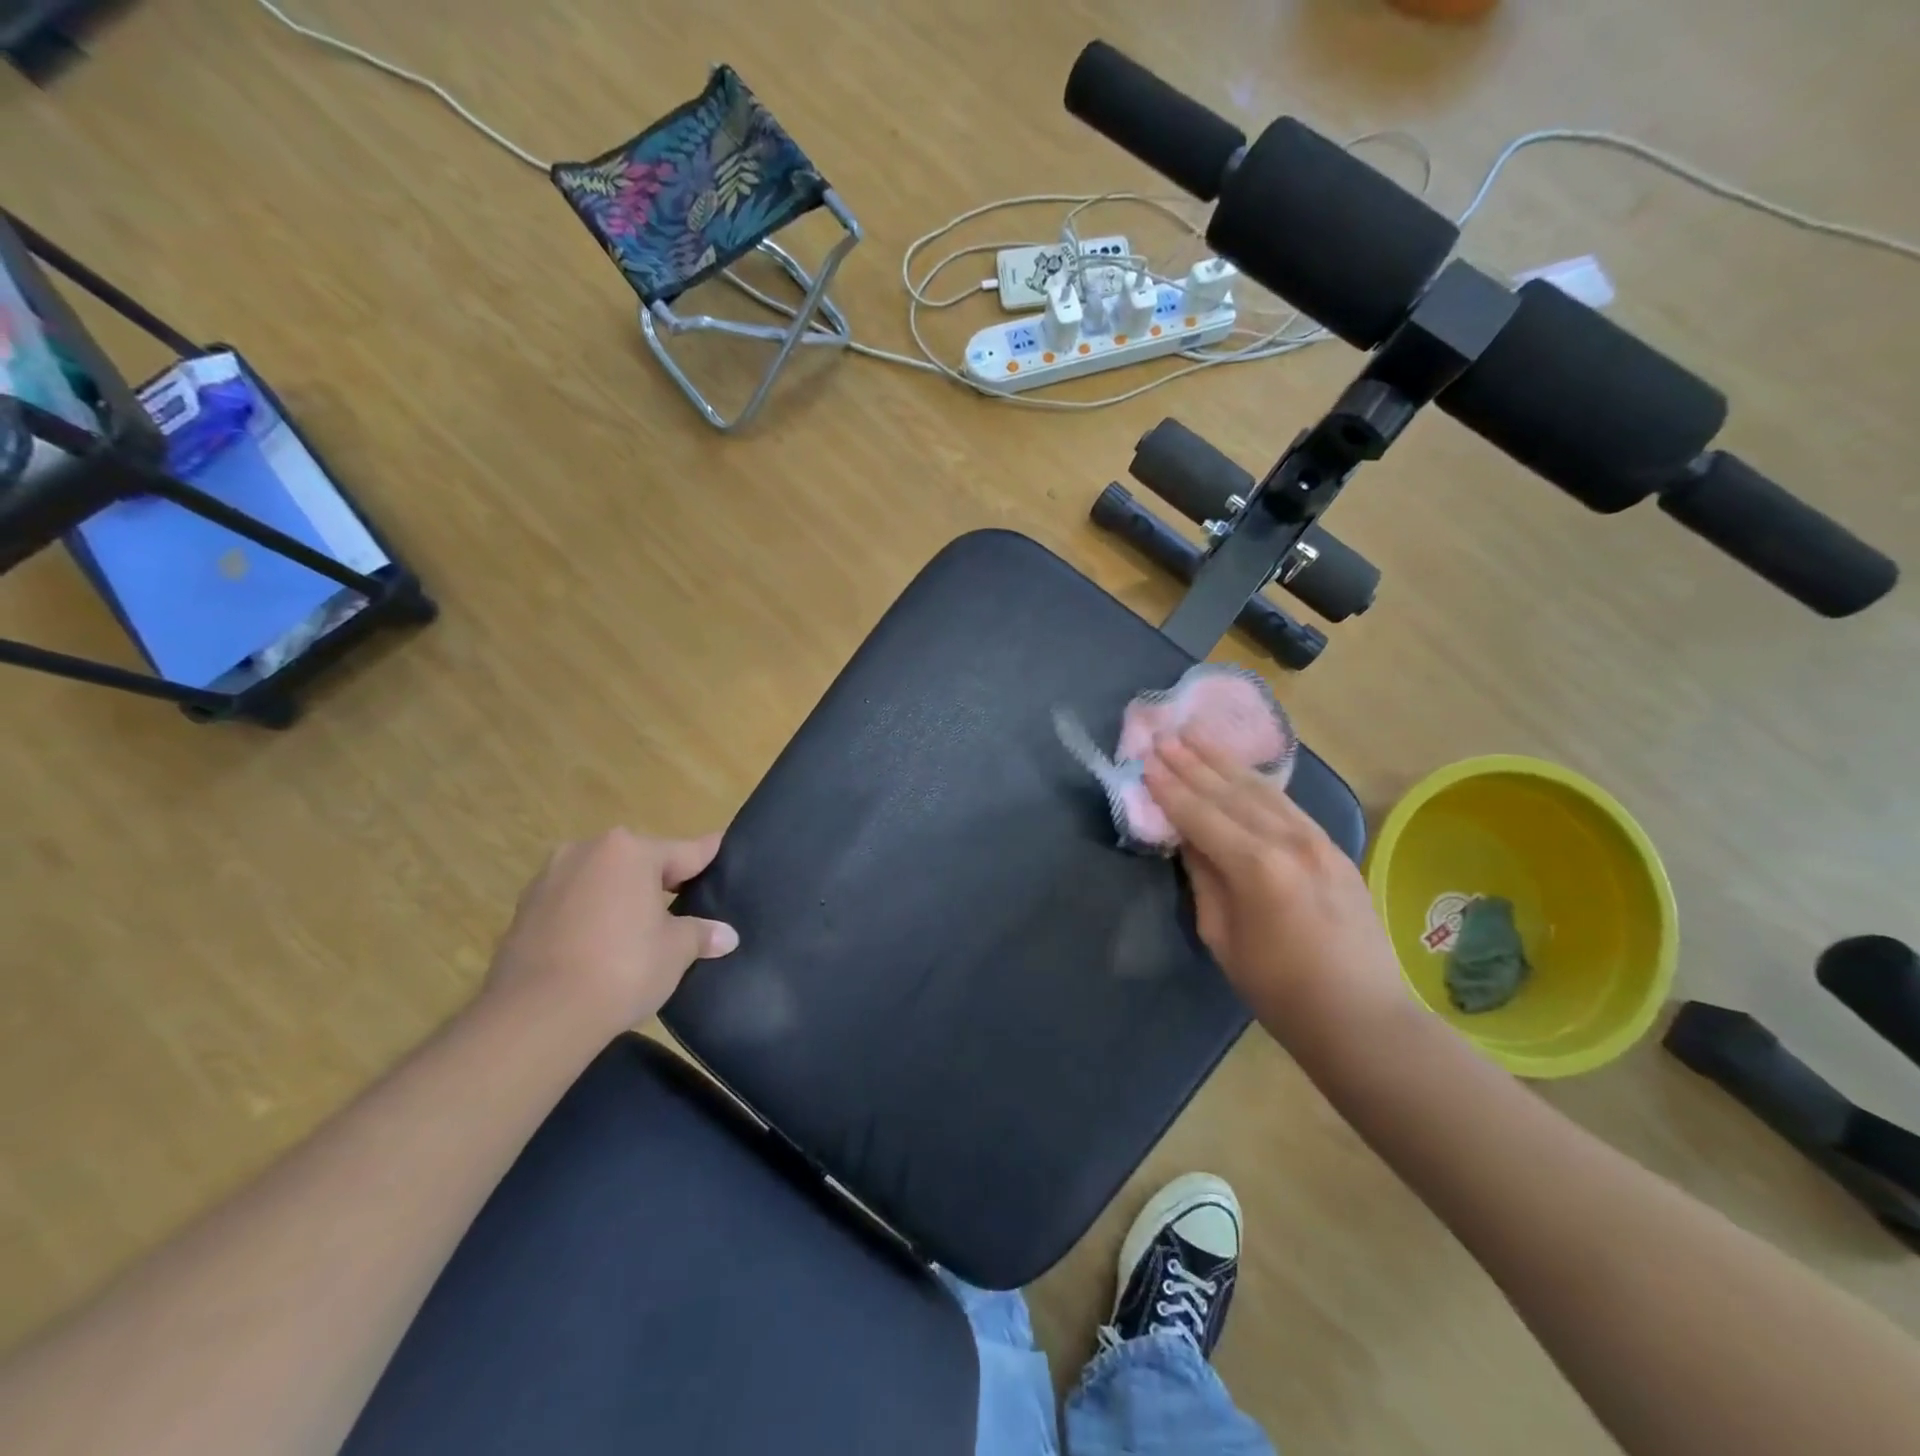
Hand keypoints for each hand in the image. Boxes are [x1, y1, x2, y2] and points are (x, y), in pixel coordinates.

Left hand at [484, 829, 737, 1039]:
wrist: (537, 1016)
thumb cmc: (622, 968)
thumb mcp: (676, 951)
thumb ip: (700, 934)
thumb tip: (726, 936)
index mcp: (631, 851)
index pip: (684, 852)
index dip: (707, 856)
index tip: (721, 847)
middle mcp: (587, 851)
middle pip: (638, 862)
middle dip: (660, 882)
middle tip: (684, 908)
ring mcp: (550, 879)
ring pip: (601, 881)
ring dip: (620, 898)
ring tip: (639, 931)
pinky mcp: (523, 910)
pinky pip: (572, 904)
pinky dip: (590, 917)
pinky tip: (601, 946)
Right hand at [1144, 732, 1404, 1034]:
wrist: (1361, 1016)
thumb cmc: (1279, 990)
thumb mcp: (1222, 939)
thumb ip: (1204, 880)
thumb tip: (1190, 841)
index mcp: (1256, 868)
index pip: (1201, 816)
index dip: (1169, 789)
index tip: (1145, 762)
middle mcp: (1288, 841)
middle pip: (1230, 792)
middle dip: (1192, 763)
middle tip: (1163, 737)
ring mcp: (1317, 840)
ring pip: (1261, 790)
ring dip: (1223, 762)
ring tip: (1195, 736)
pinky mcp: (1333, 847)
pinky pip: (1286, 804)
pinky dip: (1257, 782)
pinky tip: (1240, 769)